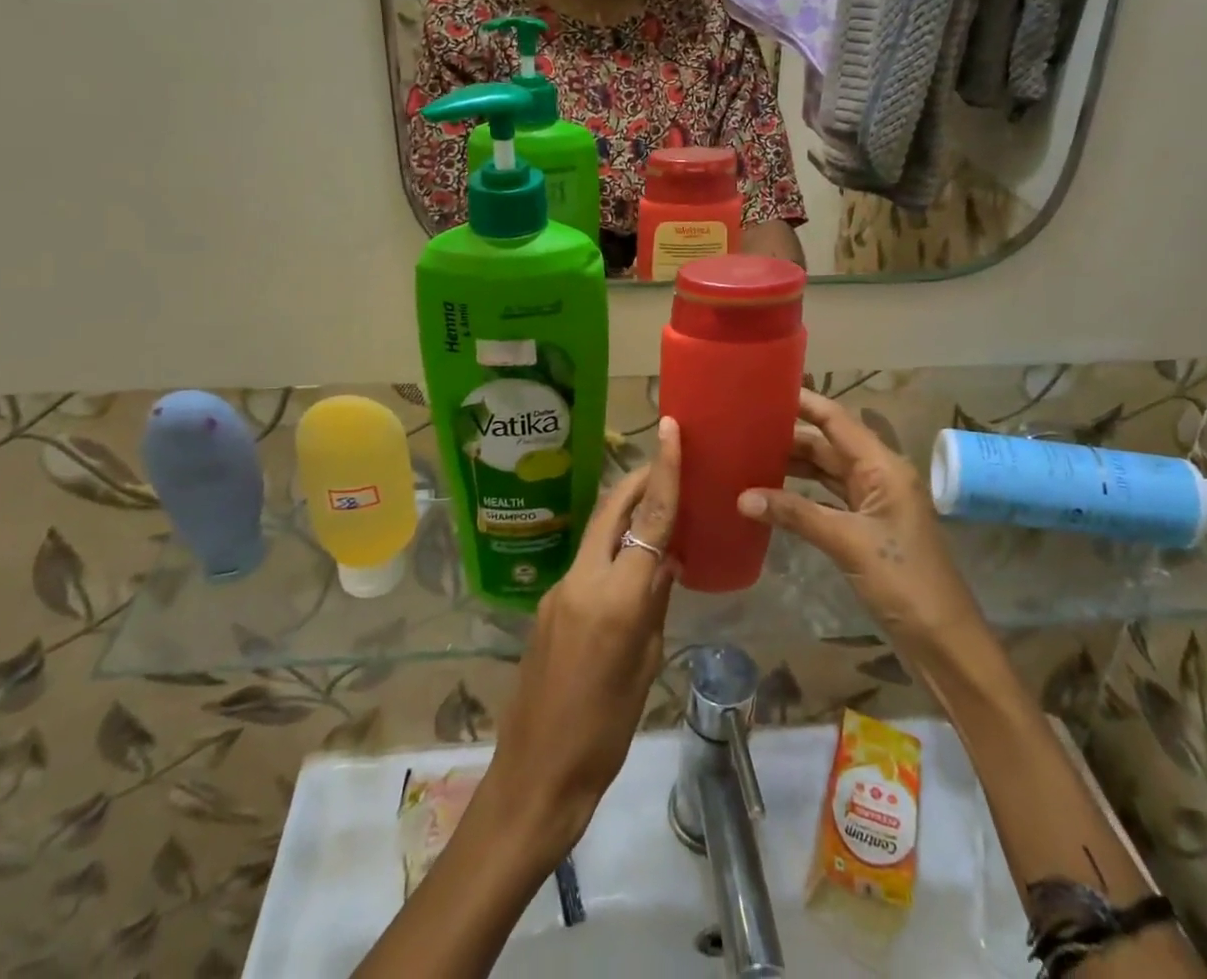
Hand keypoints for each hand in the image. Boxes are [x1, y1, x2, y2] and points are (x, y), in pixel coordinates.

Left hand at [486, 417, 681, 854]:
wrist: (536, 773)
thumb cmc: (605, 731)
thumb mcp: (645, 666)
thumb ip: (655, 603)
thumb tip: (667, 561)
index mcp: (615, 598)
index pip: (648, 520)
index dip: (663, 472)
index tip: (671, 432)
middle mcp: (582, 579)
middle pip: (612, 510)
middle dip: (639, 480)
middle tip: (666, 461)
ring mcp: (558, 589)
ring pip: (598, 533)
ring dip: (625, 513)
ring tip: (656, 510)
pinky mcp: (547, 603)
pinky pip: (586, 562)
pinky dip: (611, 550)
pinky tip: (628, 568)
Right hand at [738, 391, 979, 659]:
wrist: (943, 640)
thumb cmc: (903, 580)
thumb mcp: (847, 542)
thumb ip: (795, 514)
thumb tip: (742, 497)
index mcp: (883, 467)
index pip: (837, 420)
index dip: (804, 402)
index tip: (766, 389)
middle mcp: (879, 475)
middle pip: (828, 444)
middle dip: (789, 436)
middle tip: (743, 427)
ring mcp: (874, 502)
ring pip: (827, 471)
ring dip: (793, 465)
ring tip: (749, 455)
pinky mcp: (867, 527)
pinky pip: (829, 498)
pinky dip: (802, 494)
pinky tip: (772, 494)